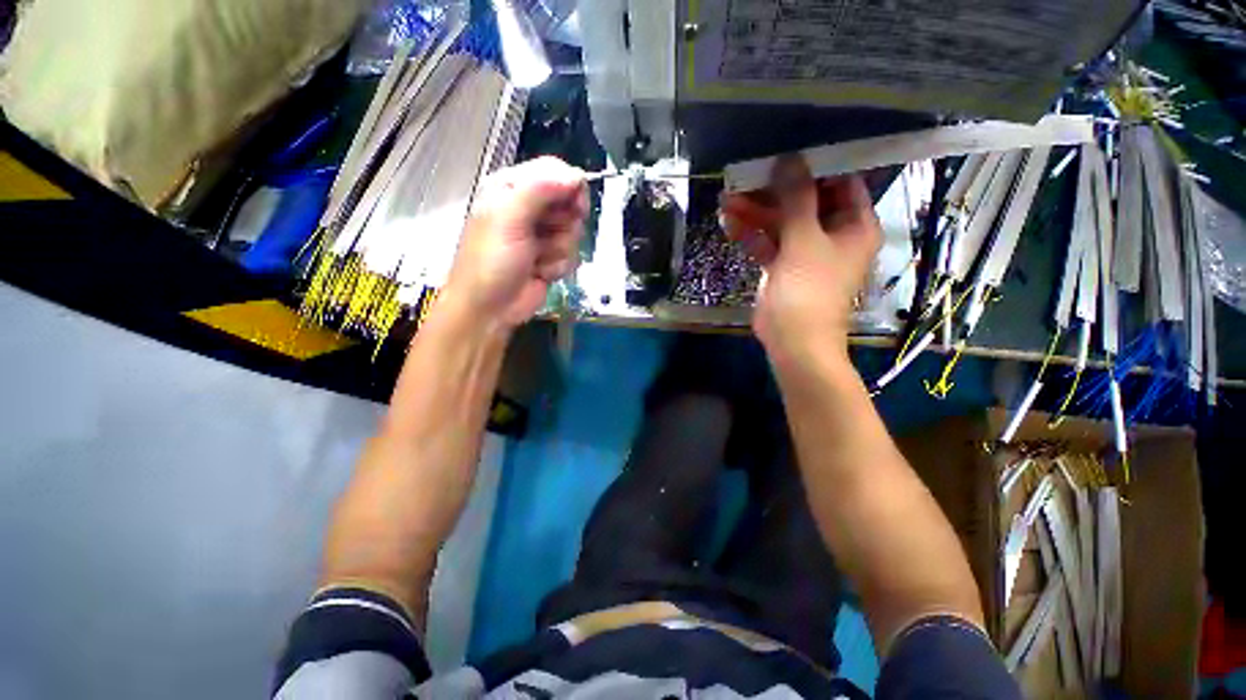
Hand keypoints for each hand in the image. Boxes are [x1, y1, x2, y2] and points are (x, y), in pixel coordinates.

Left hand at [445, 157, 587, 327]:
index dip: (570, 187)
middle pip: (570, 202)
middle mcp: (529, 208)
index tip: (576, 207)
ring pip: (574, 231)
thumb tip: (575, 175)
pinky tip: (540, 272)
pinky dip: (558, 266)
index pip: (555, 172)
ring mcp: (542, 235)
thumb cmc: (491, 261)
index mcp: (512, 188)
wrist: (489, 309)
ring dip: (558, 249)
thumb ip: (539, 190)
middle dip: (563, 224)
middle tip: (546, 236)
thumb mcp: (508, 218)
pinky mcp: (552, 257)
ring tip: (536, 259)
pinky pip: (572, 254)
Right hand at [720, 155, 880, 366]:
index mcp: (853, 225)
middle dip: (773, 193)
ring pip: (781, 223)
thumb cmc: (808, 290)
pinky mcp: (783, 267)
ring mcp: (805, 252)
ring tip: (727, 202)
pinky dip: (751, 235)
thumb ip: (798, 198)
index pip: (840, 183)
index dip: (815, 168)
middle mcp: (832, 235)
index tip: (785, 155)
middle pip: (804, 203)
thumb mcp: (804, 240)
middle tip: (744, 180)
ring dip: (756, 214)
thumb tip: (791, 158)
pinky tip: (729, 224)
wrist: (793, 340)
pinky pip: (768, 243)